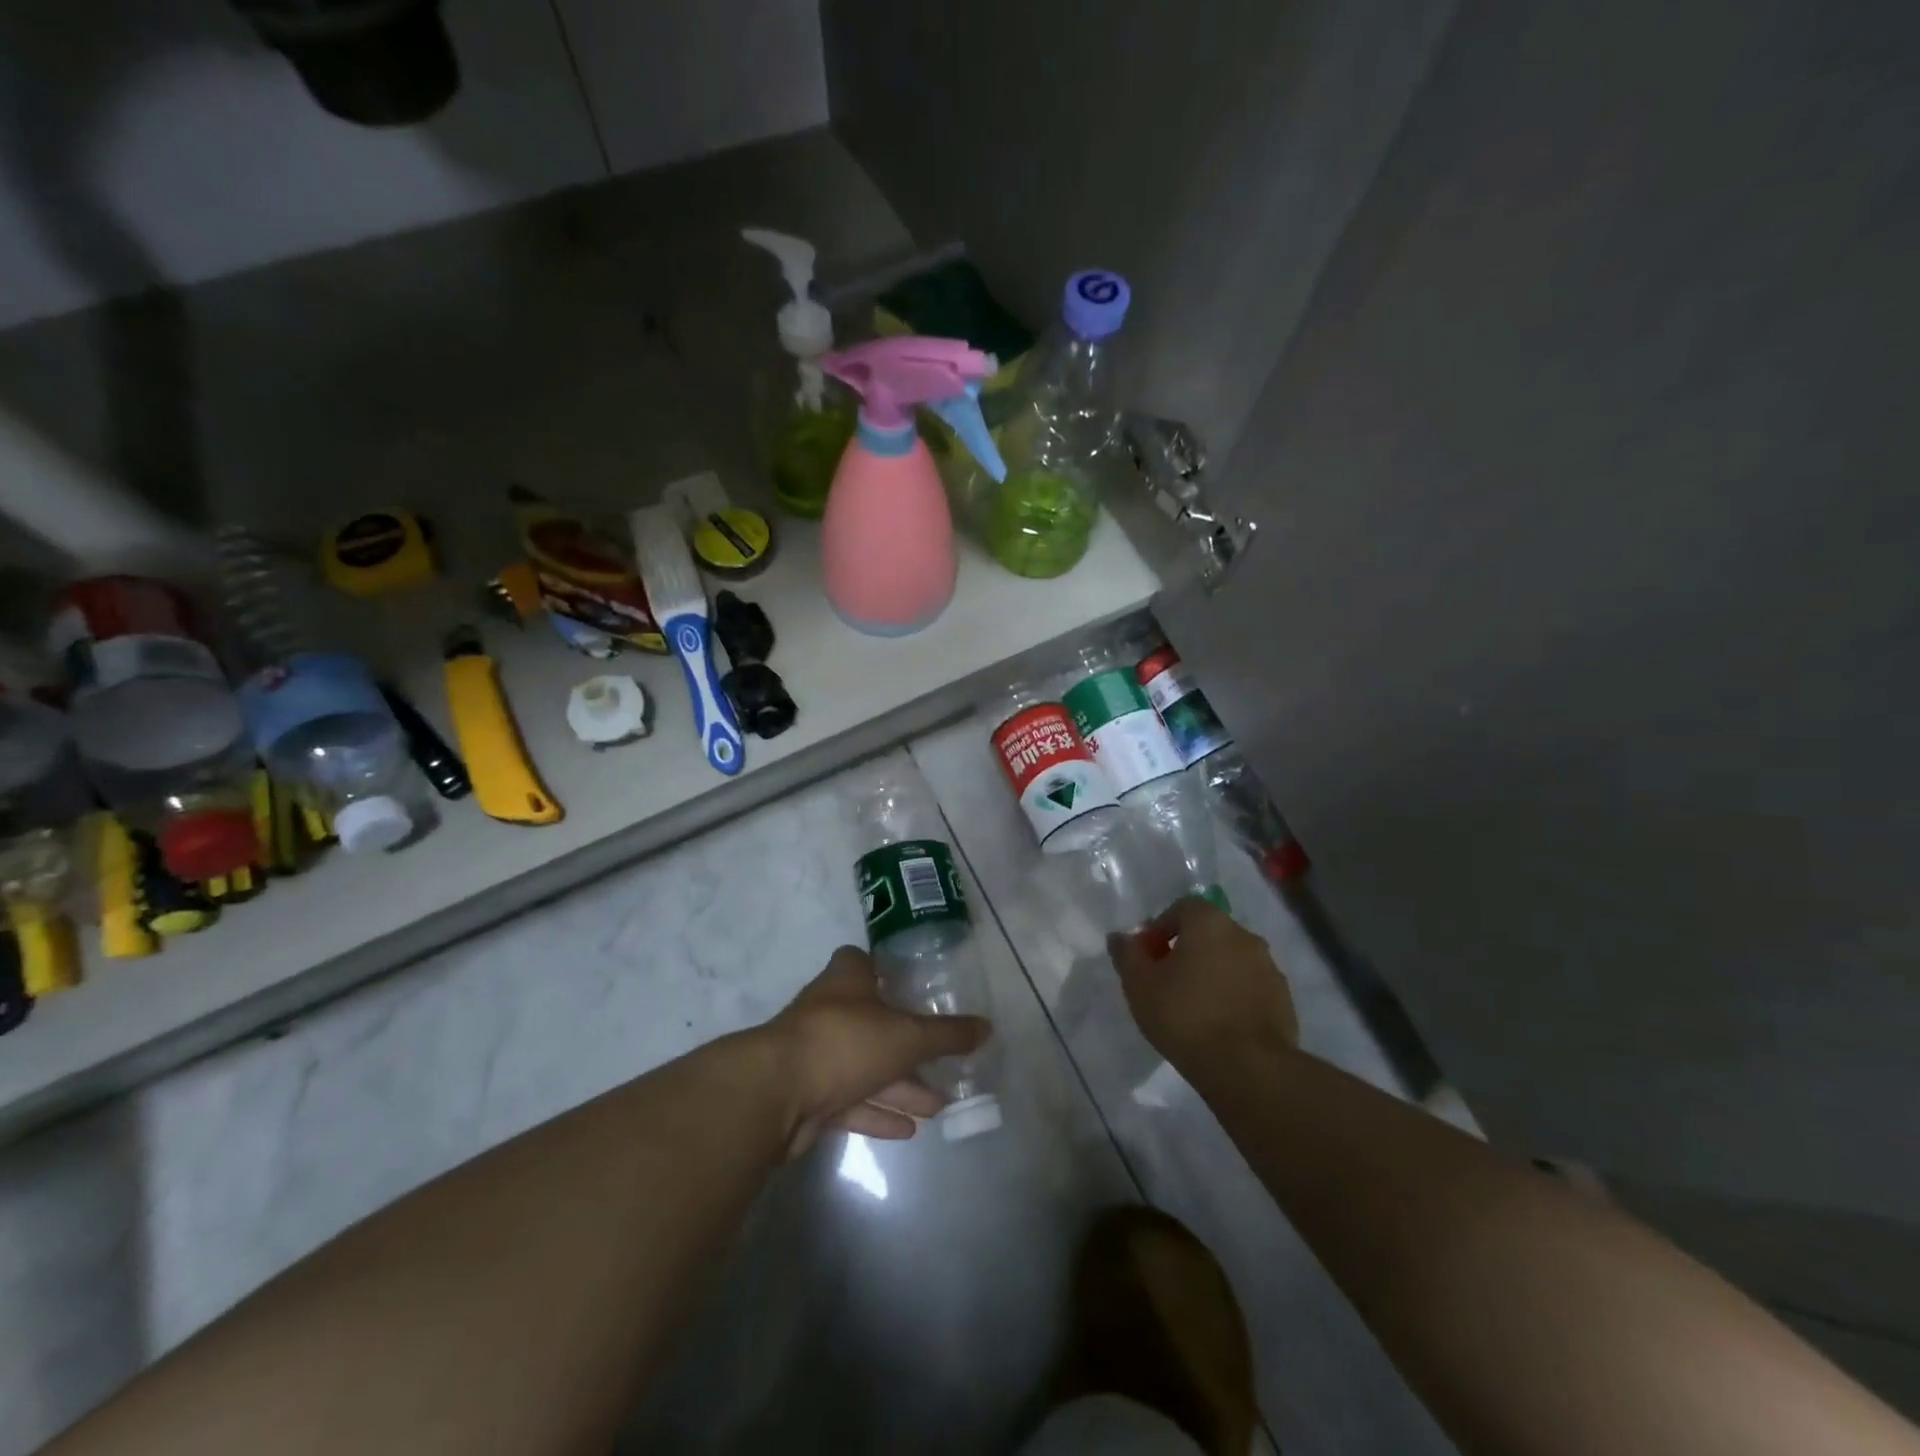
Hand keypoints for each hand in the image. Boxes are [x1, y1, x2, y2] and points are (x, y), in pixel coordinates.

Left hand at [759, 946, 991, 1157]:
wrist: (775, 1094)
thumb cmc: (845, 1041)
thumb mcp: (907, 1035)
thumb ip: (947, 1034)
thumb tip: (988, 1027)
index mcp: (846, 981)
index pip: (862, 962)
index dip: (885, 971)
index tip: (911, 986)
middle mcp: (828, 1011)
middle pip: (872, 1022)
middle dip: (906, 1045)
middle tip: (941, 1064)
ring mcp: (815, 1054)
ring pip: (863, 1067)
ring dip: (899, 1086)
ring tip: (937, 1105)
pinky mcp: (806, 1096)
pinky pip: (849, 1102)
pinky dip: (876, 1112)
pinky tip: (908, 1129)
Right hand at [1108, 897, 1296, 1071]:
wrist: (1248, 1067)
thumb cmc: (1185, 1016)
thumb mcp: (1139, 985)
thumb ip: (1127, 954)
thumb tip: (1119, 936)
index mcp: (1210, 922)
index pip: (1182, 908)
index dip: (1161, 928)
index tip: (1149, 957)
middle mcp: (1244, 935)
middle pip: (1209, 933)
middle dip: (1187, 950)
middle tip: (1167, 981)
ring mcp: (1269, 967)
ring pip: (1232, 960)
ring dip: (1213, 972)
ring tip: (1195, 1006)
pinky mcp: (1284, 999)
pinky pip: (1250, 986)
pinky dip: (1234, 995)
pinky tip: (1220, 1023)